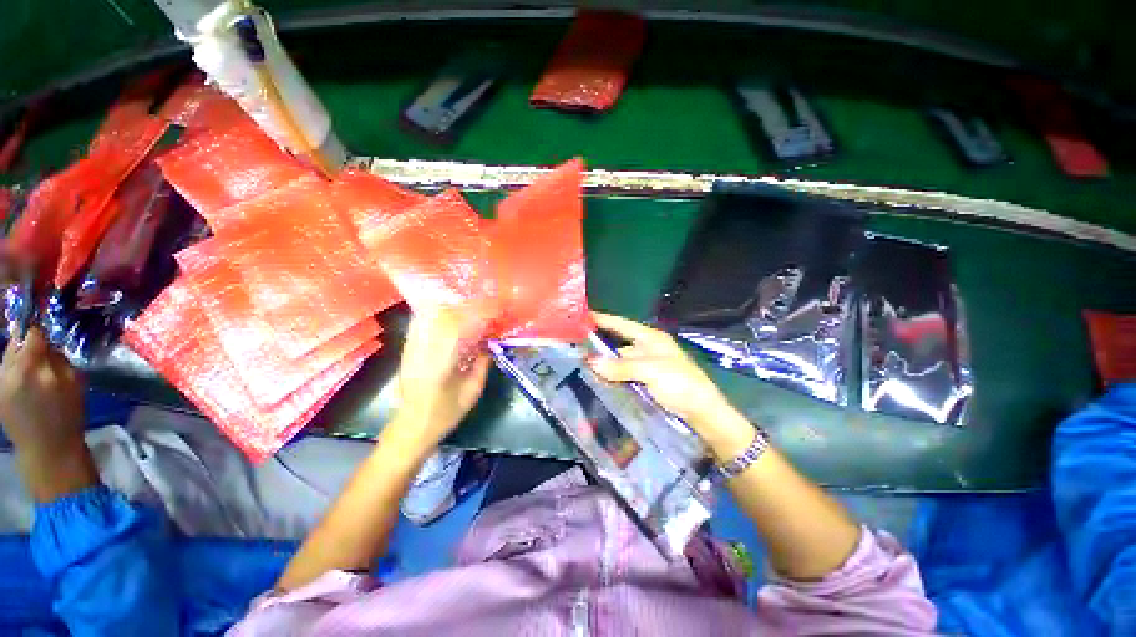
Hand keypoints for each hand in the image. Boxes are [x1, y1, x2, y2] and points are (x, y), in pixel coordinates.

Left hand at [0, 328, 97, 500]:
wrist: (48, 449)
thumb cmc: (68, 415)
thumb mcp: (74, 384)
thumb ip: (59, 359)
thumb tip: (52, 341)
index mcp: (34, 368)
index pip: (32, 333)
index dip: (40, 327)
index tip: (47, 326)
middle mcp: (12, 371)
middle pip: (16, 342)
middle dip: (28, 340)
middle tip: (42, 344)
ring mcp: (0, 382)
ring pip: (8, 355)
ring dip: (20, 354)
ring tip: (34, 363)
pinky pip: (5, 369)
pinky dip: (14, 368)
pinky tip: (24, 379)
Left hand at [388, 308, 491, 458]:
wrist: (412, 426)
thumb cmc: (445, 413)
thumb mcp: (471, 392)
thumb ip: (482, 366)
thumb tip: (490, 344)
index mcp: (441, 363)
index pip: (459, 328)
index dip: (478, 315)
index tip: (494, 311)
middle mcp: (423, 350)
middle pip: (443, 316)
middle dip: (467, 307)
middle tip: (485, 306)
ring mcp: (412, 348)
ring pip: (430, 316)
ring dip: (452, 307)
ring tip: (469, 306)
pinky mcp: (408, 349)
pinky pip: (422, 323)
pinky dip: (437, 314)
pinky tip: (449, 314)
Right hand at [589, 312, 755, 459]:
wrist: (702, 412)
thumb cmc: (680, 383)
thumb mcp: (650, 371)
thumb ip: (620, 366)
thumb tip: (590, 362)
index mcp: (650, 338)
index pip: (621, 324)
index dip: (602, 319)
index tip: (581, 315)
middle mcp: (646, 348)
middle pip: (617, 343)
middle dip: (598, 344)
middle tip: (573, 345)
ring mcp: (645, 365)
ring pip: (618, 361)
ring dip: (603, 363)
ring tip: (578, 363)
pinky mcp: (645, 381)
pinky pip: (622, 375)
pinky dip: (611, 376)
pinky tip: (597, 379)